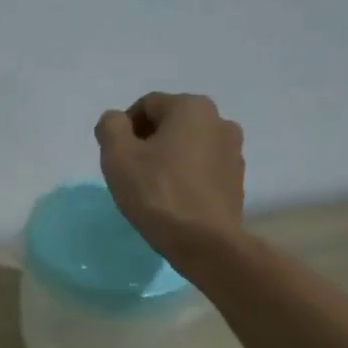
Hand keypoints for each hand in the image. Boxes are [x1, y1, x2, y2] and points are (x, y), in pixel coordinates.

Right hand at [94, 91, 246, 265]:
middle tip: (130, 174)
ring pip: (188, 147)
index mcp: (191, 107)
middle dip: (147, 144)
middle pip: (170, 124)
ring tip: (152, 190)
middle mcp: (219, 120)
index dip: (124, 130)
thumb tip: (115, 121)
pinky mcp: (237, 180)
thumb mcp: (118, 157)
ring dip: (167, 160)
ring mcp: (233, 151)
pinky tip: (173, 201)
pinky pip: (202, 169)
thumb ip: (110, 127)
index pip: (146, 106)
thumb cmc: (157, 193)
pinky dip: (186, 177)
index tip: (116, 159)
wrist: (204, 242)